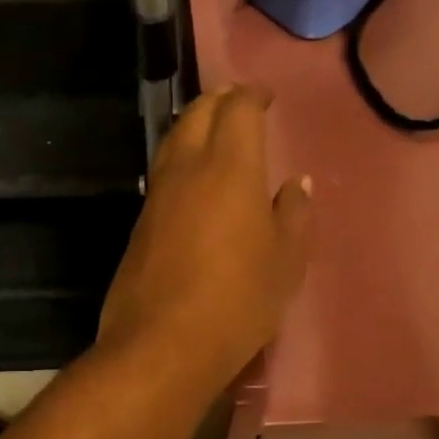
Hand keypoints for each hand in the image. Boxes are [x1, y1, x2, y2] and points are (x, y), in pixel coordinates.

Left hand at [99, 85, 312, 390]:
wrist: (162, 343)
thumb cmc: (238, 300)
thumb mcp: (285, 262)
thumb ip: (294, 216)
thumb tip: (297, 185)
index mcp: (230, 168)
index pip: (237, 110)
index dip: (252, 95)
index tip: (265, 95)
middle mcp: (187, 168)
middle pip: (197, 114)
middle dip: (219, 100)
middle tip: (239, 101)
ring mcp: (158, 194)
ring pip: (173, 139)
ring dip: (194, 123)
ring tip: (215, 130)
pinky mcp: (141, 220)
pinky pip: (163, 171)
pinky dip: (181, 156)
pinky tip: (193, 177)